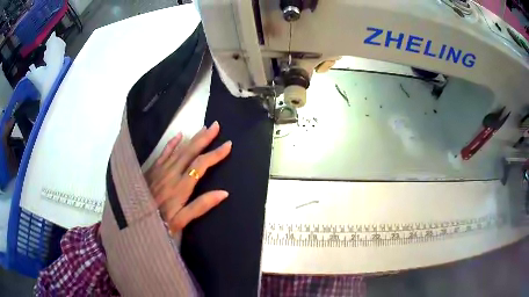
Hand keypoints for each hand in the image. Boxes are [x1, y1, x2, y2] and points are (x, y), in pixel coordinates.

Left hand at [145, 121, 231, 233]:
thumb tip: (224, 193)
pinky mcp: (152, 170)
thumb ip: (201, 206)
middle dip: (205, 138)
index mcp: (181, 187)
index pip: (201, 165)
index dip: (215, 154)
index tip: (228, 145)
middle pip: (190, 152)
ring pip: (179, 150)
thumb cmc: (160, 223)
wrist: (133, 220)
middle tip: (216, 125)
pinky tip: (179, 135)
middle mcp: (171, 174)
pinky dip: (171, 143)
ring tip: (203, 128)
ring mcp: (160, 170)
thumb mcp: (182, 221)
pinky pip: (163, 153)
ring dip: (192, 138)